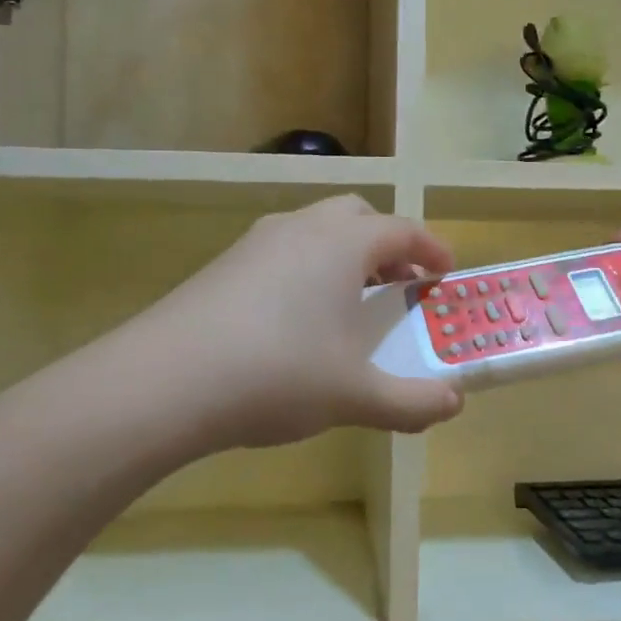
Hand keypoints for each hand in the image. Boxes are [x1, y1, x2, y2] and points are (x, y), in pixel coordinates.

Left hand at [129, 195, 464, 448]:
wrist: (167, 381)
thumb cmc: (279, 374)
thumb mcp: (356, 396)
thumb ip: (412, 402)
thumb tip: (454, 404)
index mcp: (342, 244)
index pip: (402, 230)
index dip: (432, 248)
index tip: (446, 272)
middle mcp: (301, 228)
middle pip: (357, 216)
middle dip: (386, 244)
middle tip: (399, 285)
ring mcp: (256, 242)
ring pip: (314, 230)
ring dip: (343, 255)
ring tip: (349, 303)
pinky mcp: (223, 265)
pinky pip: (281, 251)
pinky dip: (305, 269)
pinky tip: (295, 320)